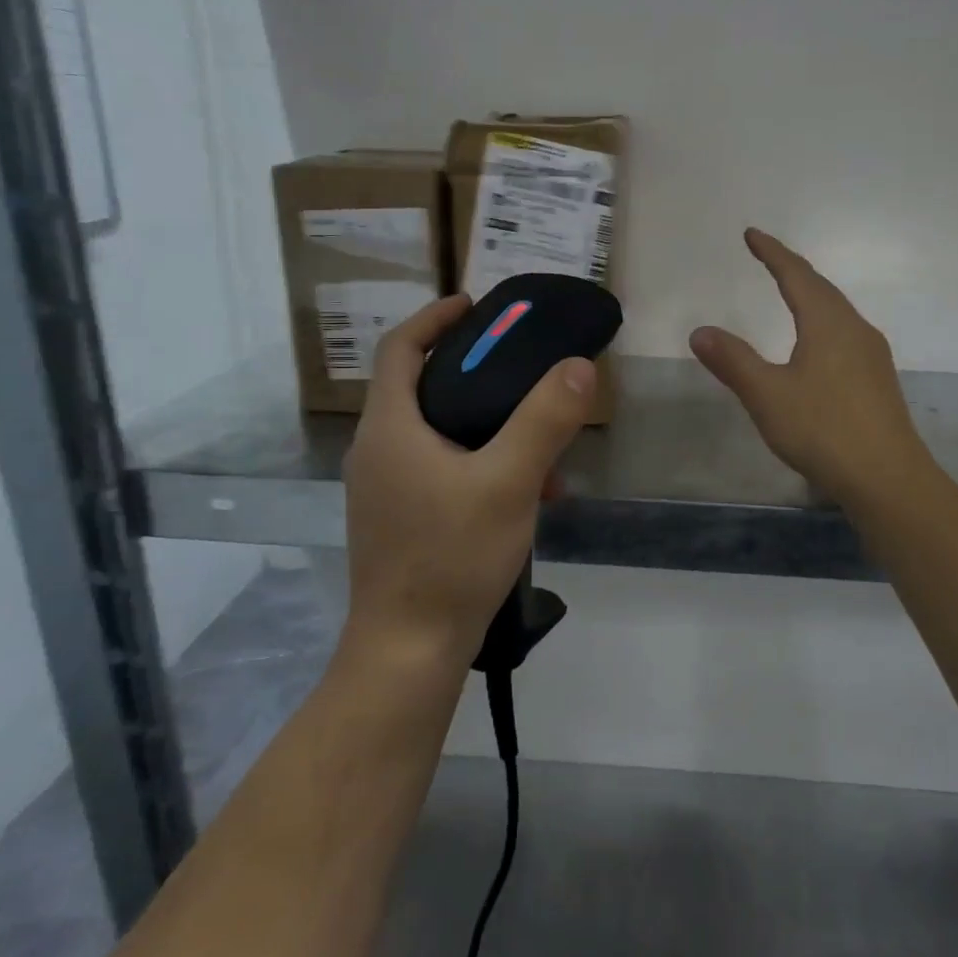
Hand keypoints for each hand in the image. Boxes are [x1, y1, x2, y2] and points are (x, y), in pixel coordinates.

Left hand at [341, 294, 594, 664]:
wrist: (409, 651)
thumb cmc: (452, 557)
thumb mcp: (509, 482)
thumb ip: (545, 420)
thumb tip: (579, 367)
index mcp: (390, 428)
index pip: (400, 348)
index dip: (435, 318)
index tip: (476, 305)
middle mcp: (378, 450)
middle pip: (422, 386)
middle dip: (474, 371)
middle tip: (523, 366)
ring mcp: (385, 488)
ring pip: (438, 431)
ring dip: (486, 423)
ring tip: (540, 438)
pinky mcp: (401, 518)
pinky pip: (442, 468)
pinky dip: (480, 462)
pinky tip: (527, 492)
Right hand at [689, 229, 929, 506]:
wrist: (887, 478)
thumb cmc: (823, 430)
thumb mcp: (767, 395)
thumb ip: (734, 361)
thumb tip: (700, 331)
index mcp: (828, 323)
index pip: (796, 275)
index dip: (773, 253)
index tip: (752, 234)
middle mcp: (855, 329)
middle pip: (822, 288)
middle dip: (793, 269)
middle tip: (768, 257)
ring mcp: (872, 355)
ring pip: (838, 312)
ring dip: (812, 295)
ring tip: (792, 293)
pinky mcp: (878, 380)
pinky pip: (846, 334)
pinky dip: (823, 322)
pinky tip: (819, 345)